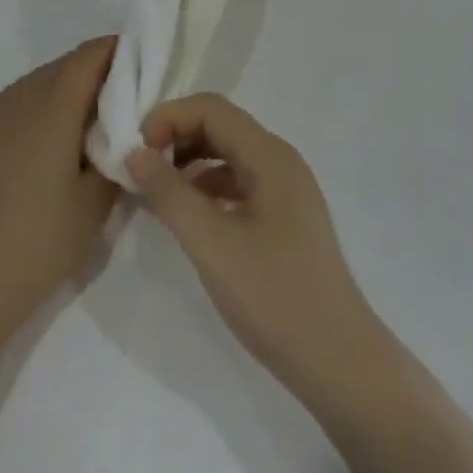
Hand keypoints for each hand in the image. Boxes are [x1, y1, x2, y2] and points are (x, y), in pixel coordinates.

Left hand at [0, 38, 120, 333]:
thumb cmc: (41, 242)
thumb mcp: (95, 203)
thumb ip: (116, 156)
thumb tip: (125, 134)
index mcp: (53, 108)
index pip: (88, 57)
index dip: (116, 49)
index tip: (143, 58)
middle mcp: (22, 99)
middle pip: (65, 64)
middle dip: (97, 68)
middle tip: (129, 90)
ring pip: (41, 79)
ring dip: (70, 83)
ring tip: (97, 112)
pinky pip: (22, 98)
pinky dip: (46, 100)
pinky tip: (59, 131)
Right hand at [125, 95, 387, 395]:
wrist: (339, 363)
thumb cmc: (275, 298)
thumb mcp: (211, 244)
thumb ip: (169, 193)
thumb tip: (133, 153)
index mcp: (270, 156)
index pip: (211, 109)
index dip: (169, 117)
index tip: (135, 150)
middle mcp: (280, 161)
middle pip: (220, 126)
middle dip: (176, 136)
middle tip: (139, 167)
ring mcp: (286, 189)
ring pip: (228, 155)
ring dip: (189, 162)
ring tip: (154, 191)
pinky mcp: (284, 217)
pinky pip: (238, 182)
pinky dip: (207, 188)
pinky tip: (187, 216)